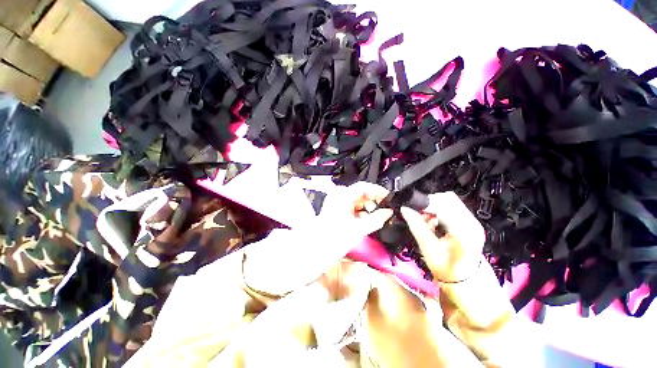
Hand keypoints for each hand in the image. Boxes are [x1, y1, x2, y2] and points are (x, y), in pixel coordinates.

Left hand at [317, 181, 394, 237]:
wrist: (316, 249)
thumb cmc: (334, 239)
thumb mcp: (359, 229)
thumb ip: (376, 219)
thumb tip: (388, 212)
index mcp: (342, 196)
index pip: (364, 186)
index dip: (378, 191)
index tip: (388, 197)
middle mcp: (338, 196)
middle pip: (360, 193)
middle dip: (373, 202)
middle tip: (383, 211)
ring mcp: (336, 202)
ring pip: (357, 200)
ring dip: (367, 208)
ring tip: (376, 218)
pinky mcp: (336, 209)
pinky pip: (352, 206)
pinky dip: (360, 212)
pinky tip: (366, 220)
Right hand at [400, 192, 484, 282]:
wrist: (468, 283)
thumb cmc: (448, 271)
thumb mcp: (429, 250)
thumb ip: (417, 227)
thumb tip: (404, 209)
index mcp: (463, 229)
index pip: (442, 204)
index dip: (424, 203)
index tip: (410, 209)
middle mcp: (471, 221)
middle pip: (447, 198)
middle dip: (429, 204)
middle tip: (418, 216)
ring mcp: (472, 221)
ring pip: (449, 201)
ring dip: (433, 207)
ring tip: (425, 221)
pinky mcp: (469, 222)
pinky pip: (451, 207)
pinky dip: (438, 211)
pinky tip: (433, 224)